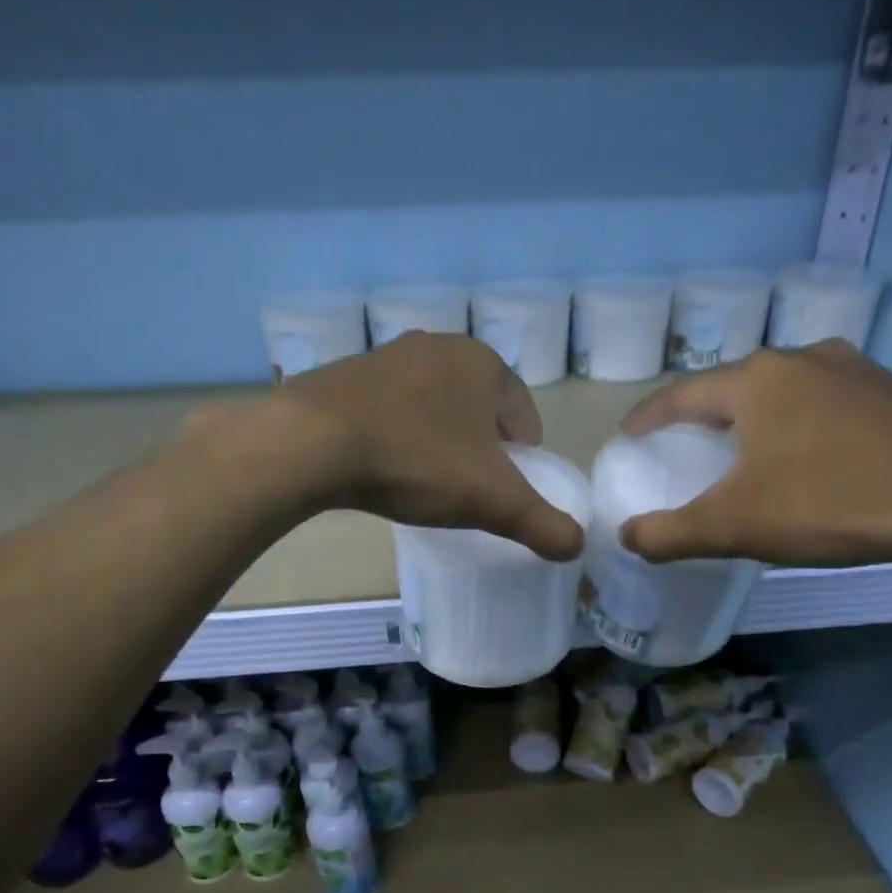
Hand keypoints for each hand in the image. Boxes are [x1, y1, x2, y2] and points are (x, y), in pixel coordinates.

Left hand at [264, 332, 584, 559]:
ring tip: (428, 480)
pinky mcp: (345, 376)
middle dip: (481, 445)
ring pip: (432, 405)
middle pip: (477, 406)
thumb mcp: (492, 500)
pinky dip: (398, 434)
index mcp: (483, 364)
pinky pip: (389, 409)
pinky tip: (385, 465)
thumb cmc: (418, 461)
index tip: (512, 487)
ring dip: (439, 438)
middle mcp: (438, 346)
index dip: (524, 454)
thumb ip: (541, 523)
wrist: (315, 443)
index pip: (522, 412)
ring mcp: (387, 357)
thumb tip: (576, 546)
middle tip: (471, 488)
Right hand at [618, 340, 891, 568]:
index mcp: (757, 381)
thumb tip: (626, 537)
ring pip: (785, 391)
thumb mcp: (735, 526)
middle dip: (703, 414)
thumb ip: (671, 534)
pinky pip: (826, 403)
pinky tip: (810, 456)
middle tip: (685, 445)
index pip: (683, 393)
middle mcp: (804, 359)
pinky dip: (800, 425)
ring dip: (755, 418)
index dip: (649, 417)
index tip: (628, 436)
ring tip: (745, 449)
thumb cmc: (831, 501)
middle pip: (734, 386)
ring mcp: (857, 370)